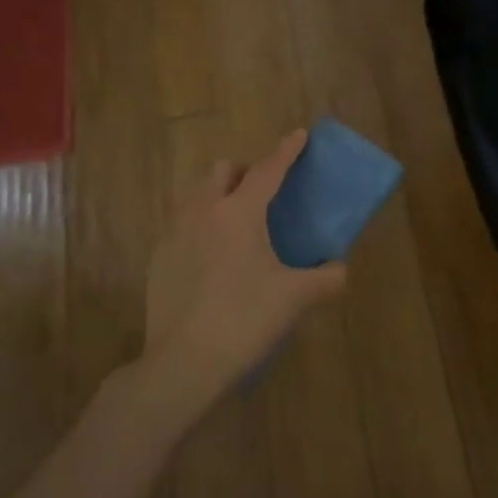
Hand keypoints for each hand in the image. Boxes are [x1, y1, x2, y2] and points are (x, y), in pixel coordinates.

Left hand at [140, 129, 347, 413]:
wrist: (183, 363)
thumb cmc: (245, 320)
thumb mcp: (297, 298)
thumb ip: (327, 278)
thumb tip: (339, 269)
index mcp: (239, 213)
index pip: (268, 170)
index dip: (287, 151)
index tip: (299, 134)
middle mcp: (202, 213)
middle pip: (221, 171)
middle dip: (244, 172)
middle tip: (264, 195)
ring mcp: (174, 235)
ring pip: (196, 197)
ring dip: (218, 197)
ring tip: (238, 227)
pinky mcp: (158, 260)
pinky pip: (182, 227)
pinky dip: (201, 229)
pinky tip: (213, 262)